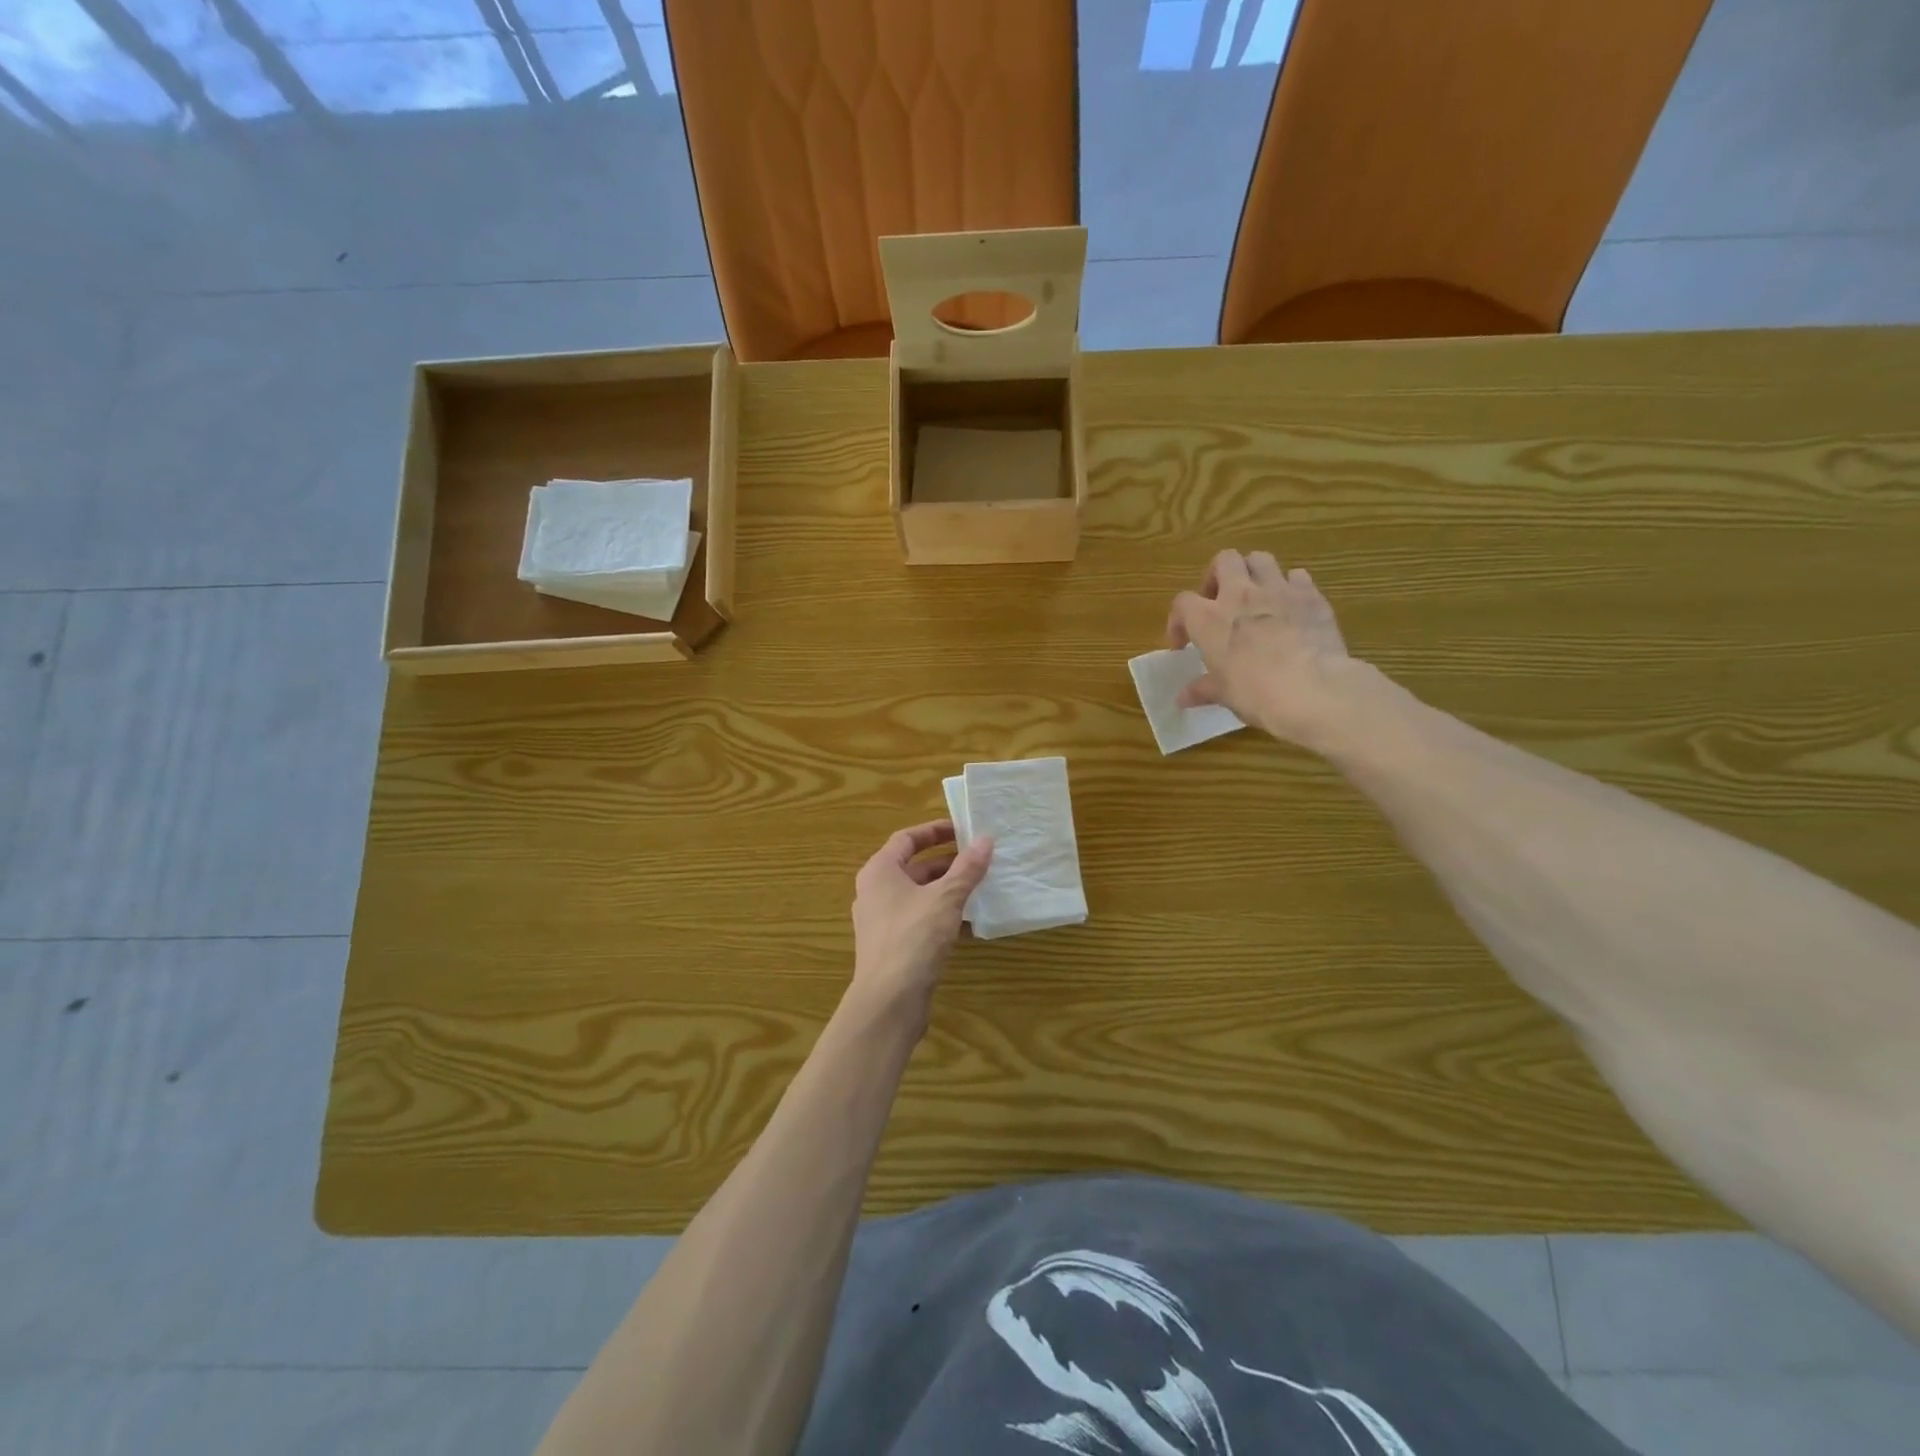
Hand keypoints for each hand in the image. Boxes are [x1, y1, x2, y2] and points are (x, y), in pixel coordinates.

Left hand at [849, 821, 993, 1024]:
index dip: (935, 831)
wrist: (888, 1000)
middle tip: (979, 860)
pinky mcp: (892, 946)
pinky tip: (969, 924)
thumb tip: (986, 840)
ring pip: (918, 895)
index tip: (964, 830)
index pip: (907, 839)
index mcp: (879, 871)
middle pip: (913, 867)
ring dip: (947, 890)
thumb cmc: (913, 937)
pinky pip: (919, 920)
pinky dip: (942, 916)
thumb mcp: (946, 898)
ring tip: (980, 889)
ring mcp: (881, 921)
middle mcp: (875, 891)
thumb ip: (967, 868)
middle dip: (947, 863)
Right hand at [1167, 549, 1364, 751]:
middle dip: (1219, 576)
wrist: (1312, 689)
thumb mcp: (1223, 694)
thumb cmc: (1255, 693)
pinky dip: (1291, 586)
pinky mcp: (1311, 595)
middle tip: (1221, 601)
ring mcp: (1278, 590)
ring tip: (1256, 596)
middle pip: (1224, 560)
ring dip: (1254, 573)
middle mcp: (1239, 594)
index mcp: (1209, 619)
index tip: (1185, 644)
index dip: (1179, 620)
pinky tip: (1292, 606)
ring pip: (1260, 559)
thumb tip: (1183, 698)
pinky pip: (1298, 576)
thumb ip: (1202, 689)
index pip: (1182, 602)